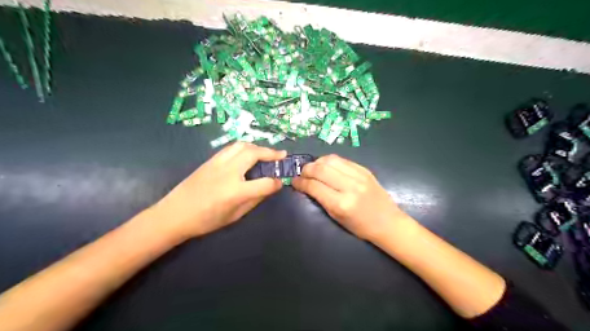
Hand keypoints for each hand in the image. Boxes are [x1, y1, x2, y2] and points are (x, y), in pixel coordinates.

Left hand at [152, 142, 285, 239]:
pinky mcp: (210, 160)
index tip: (280, 182)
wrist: (174, 214)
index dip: (276, 183)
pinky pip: (231, 148)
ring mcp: (218, 163)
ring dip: (257, 147)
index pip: (265, 183)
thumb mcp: (235, 215)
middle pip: (254, 154)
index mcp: (235, 191)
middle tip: (281, 155)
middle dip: (271, 153)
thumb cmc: (206, 220)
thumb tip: (269, 188)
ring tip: (265, 152)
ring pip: (242, 145)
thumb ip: (254, 200)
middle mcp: (229, 172)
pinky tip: (247, 154)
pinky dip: (244, 147)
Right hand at [292, 155, 408, 239]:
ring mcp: (359, 176)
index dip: (300, 182)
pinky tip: (326, 166)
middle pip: (320, 169)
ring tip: (313, 168)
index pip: (314, 186)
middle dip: (306, 169)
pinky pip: (342, 159)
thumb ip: (320, 199)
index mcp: (341, 204)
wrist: (387, 222)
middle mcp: (349, 187)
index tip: (294, 181)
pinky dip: (329, 161)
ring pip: (330, 160)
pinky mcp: (364, 169)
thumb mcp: (336, 217)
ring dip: (317, 162)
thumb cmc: (360, 226)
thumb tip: (306, 185)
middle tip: (302, 174)